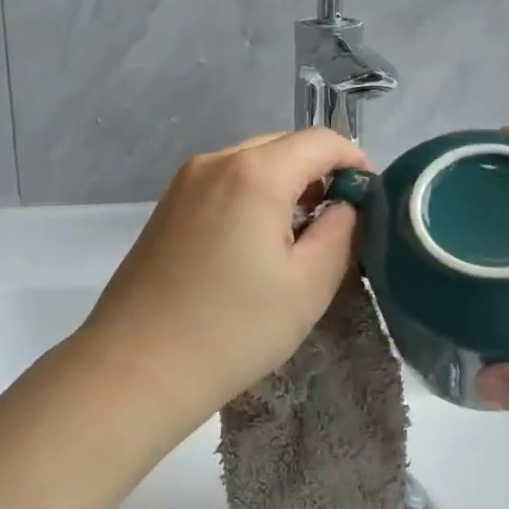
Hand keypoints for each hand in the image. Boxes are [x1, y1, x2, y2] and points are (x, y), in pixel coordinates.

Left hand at [73, 129, 368, 424]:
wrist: (137, 367)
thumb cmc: (233, 329)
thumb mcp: (308, 285)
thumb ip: (341, 232)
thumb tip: (346, 205)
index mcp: (254, 173)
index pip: (321, 140)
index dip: (354, 160)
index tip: (371, 197)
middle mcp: (216, 161)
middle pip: (284, 146)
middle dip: (318, 174)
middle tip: (337, 223)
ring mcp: (185, 181)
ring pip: (252, 162)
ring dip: (285, 185)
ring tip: (298, 236)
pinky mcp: (167, 205)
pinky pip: (224, 182)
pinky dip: (252, 196)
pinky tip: (254, 242)